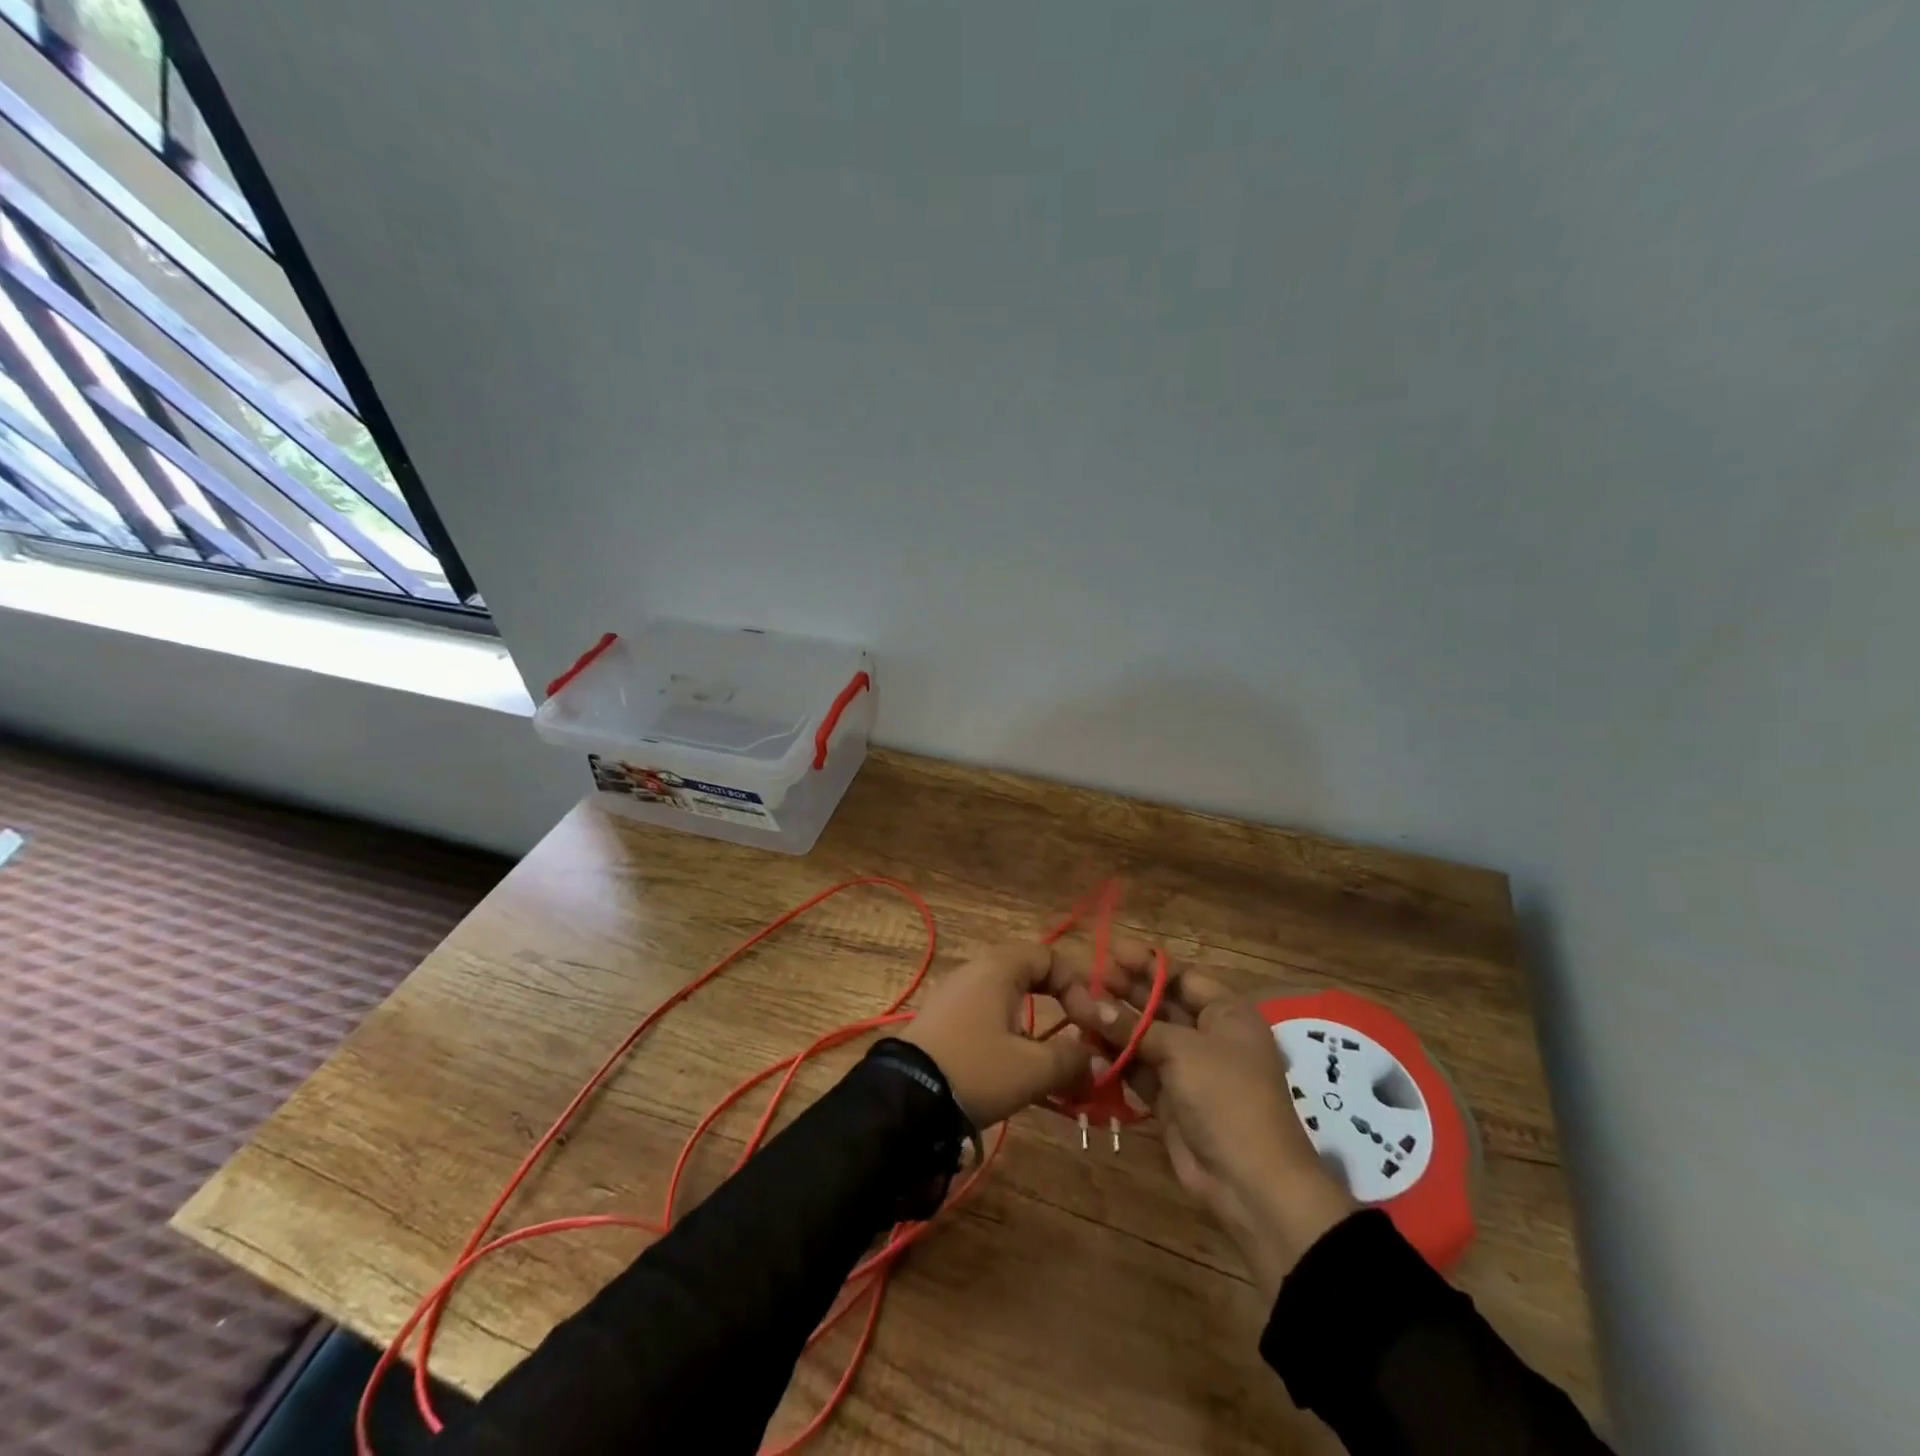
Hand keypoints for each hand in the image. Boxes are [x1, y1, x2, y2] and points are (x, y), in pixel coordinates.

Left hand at [901, 942, 1095, 1127]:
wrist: (905, 1098)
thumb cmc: (976, 1069)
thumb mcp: (1032, 1069)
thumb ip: (1071, 1060)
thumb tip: (1095, 1060)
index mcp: (999, 968)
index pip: (1049, 956)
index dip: (1077, 986)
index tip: (1090, 1024)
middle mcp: (976, 971)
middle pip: (1030, 975)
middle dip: (1060, 1006)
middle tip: (1077, 1037)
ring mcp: (955, 995)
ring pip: (1009, 1000)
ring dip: (1036, 1028)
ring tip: (1050, 1065)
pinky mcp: (943, 1021)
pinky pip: (987, 1017)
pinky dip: (1010, 1037)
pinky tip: (1016, 1071)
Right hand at [1062, 955, 1357, 1300]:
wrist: (1250, 1182)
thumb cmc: (1226, 1097)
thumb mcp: (1181, 1051)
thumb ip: (1133, 1026)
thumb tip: (1087, 1003)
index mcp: (1227, 1014)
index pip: (1182, 977)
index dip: (1147, 964)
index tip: (1110, 952)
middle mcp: (1208, 1035)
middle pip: (1161, 1004)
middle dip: (1125, 992)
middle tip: (1085, 978)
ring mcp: (1188, 1069)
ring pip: (1145, 1037)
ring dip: (1114, 1024)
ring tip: (1076, 1007)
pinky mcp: (1170, 1099)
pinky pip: (1138, 1069)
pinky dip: (1116, 1058)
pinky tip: (1087, 1045)